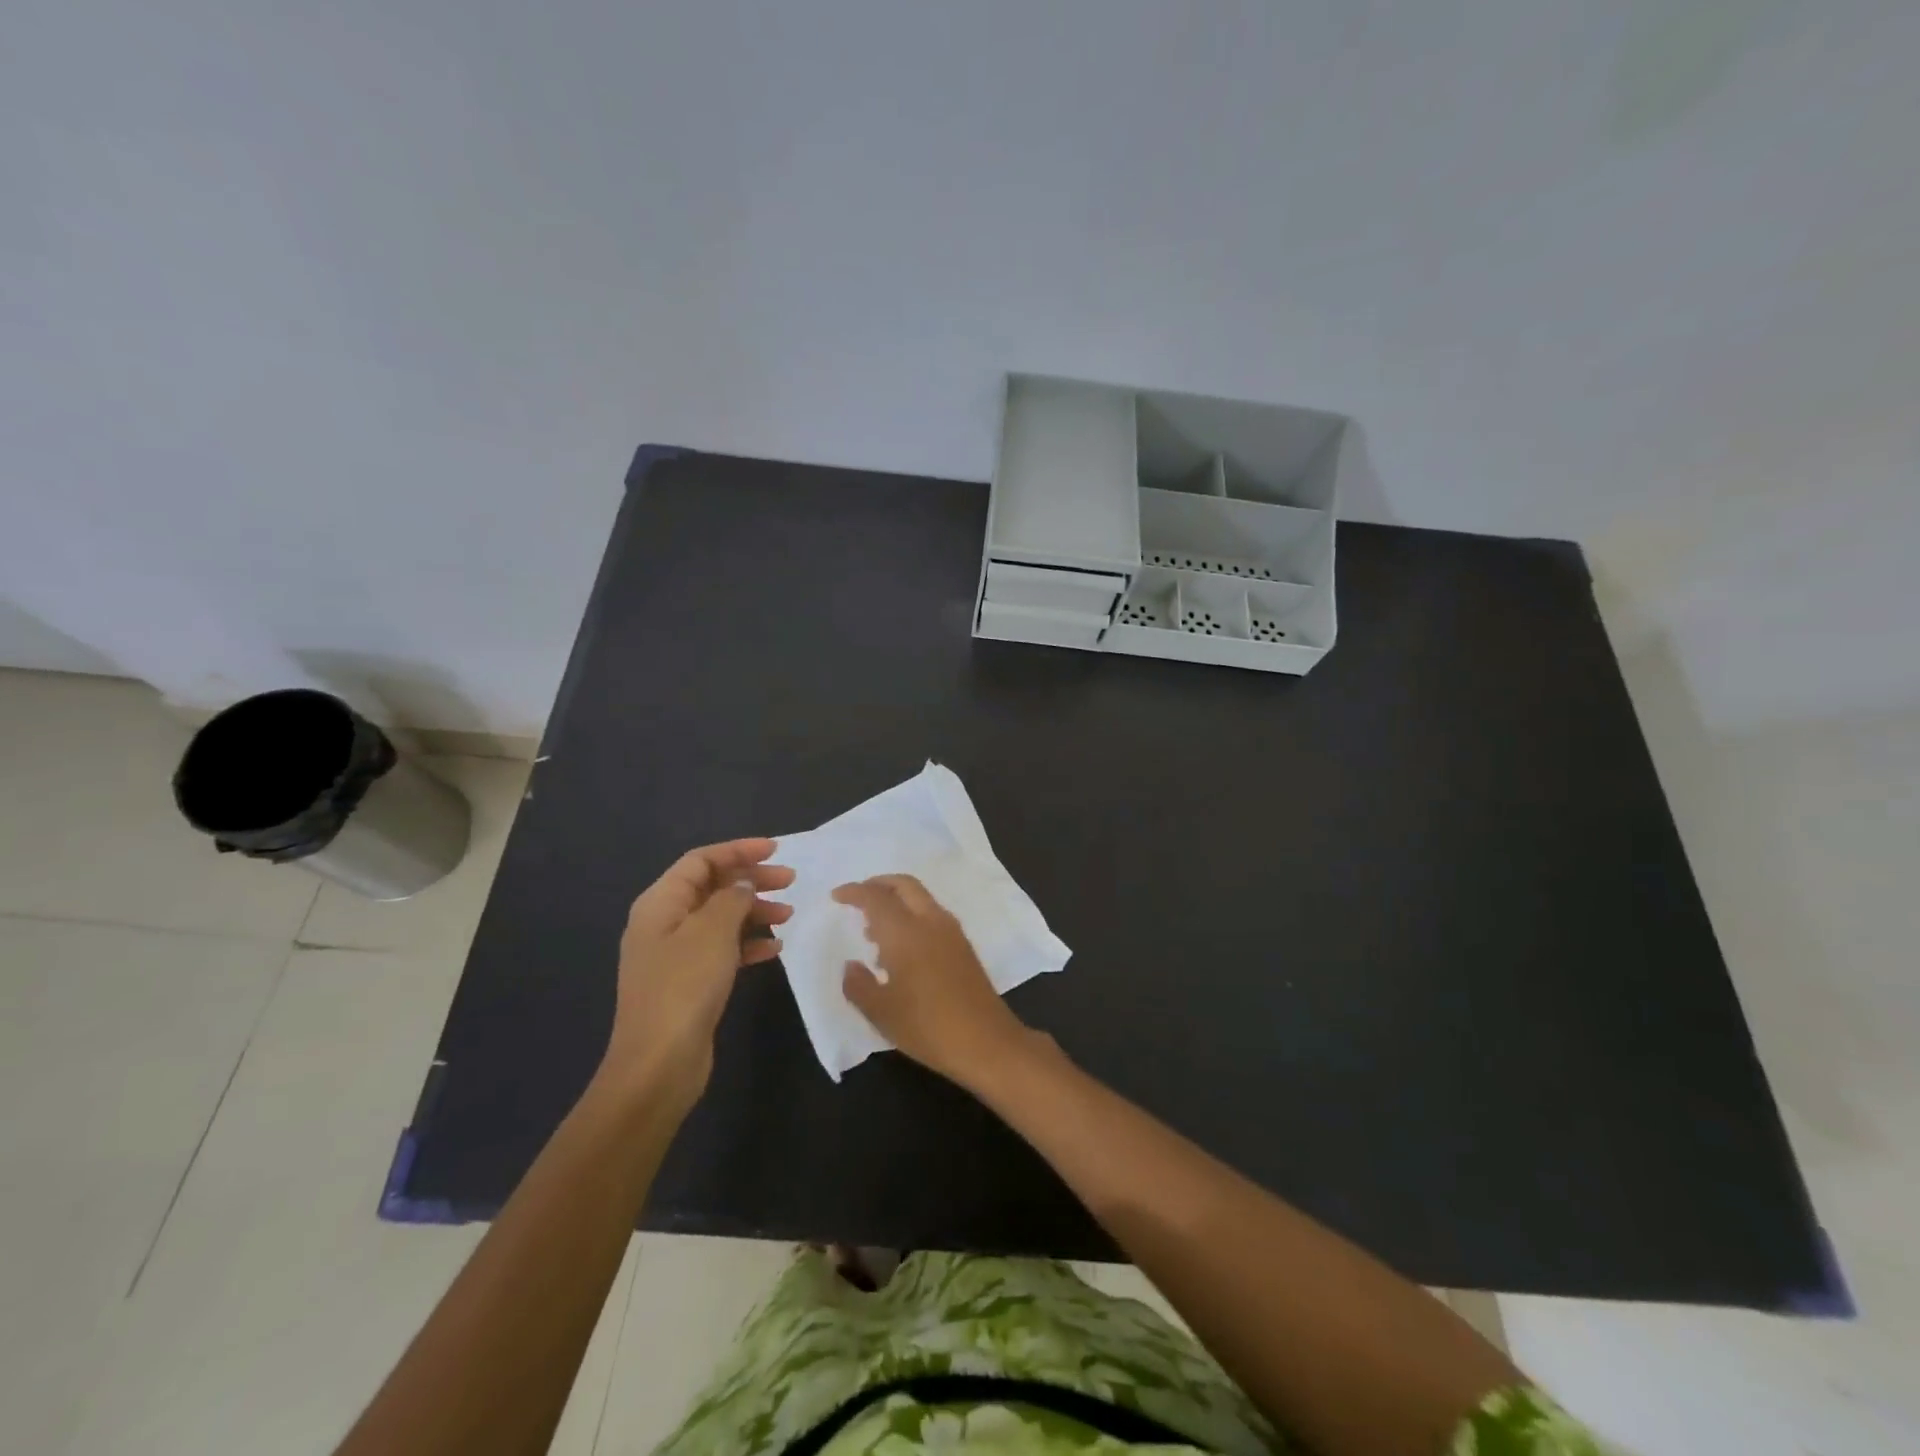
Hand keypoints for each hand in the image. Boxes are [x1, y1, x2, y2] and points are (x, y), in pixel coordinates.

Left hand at [604, 838, 792, 1107]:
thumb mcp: (712, 932)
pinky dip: (748, 944)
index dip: (738, 850)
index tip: (776, 850)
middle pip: (712, 887)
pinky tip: (774, 949)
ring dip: (754, 911)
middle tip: (790, 882)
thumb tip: (743, 884)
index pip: (701, 860)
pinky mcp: (689, 983)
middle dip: (751, 880)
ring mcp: (675, 955)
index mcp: (660, 903)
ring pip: (720, 919)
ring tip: (788, 916)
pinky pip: (722, 950)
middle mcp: (664, 923)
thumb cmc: (684, 987)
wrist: (658, 1064)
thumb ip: (732, 898)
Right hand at [833, 874, 1029, 1089]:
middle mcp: (930, 921)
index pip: (876, 898)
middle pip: (904, 885)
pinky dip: (912, 916)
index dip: (854, 892)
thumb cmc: (927, 1026)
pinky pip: (932, 915)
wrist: (986, 1042)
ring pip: (921, 898)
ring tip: (873, 931)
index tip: (837, 896)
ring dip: (896, 902)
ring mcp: (951, 932)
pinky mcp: (963, 946)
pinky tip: (900, 950)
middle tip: (858, 899)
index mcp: (906, 932)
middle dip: (879, 884)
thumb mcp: (881, 1012)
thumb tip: (851, 965)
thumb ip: (858, 984)